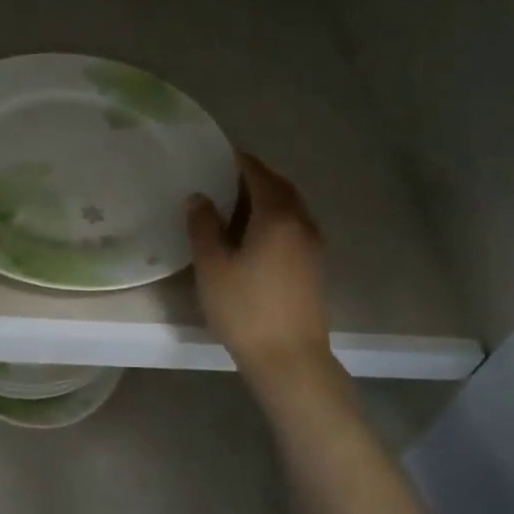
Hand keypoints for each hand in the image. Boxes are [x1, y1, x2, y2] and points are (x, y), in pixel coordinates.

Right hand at [187, 151, 331, 376]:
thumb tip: (199, 197)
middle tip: (223, 176)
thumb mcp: (212, 266)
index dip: (239, 161)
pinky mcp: (313, 266)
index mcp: (277, 216)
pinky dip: (273, 217)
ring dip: (265, 198)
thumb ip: (204, 226)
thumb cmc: (245, 309)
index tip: (218, 154)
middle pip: (279, 187)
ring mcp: (312, 245)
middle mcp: (301, 223)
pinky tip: (251, 234)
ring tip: (233, 204)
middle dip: (254, 177)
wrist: (289, 360)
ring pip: (289, 207)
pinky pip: (293, 226)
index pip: (258, 174)